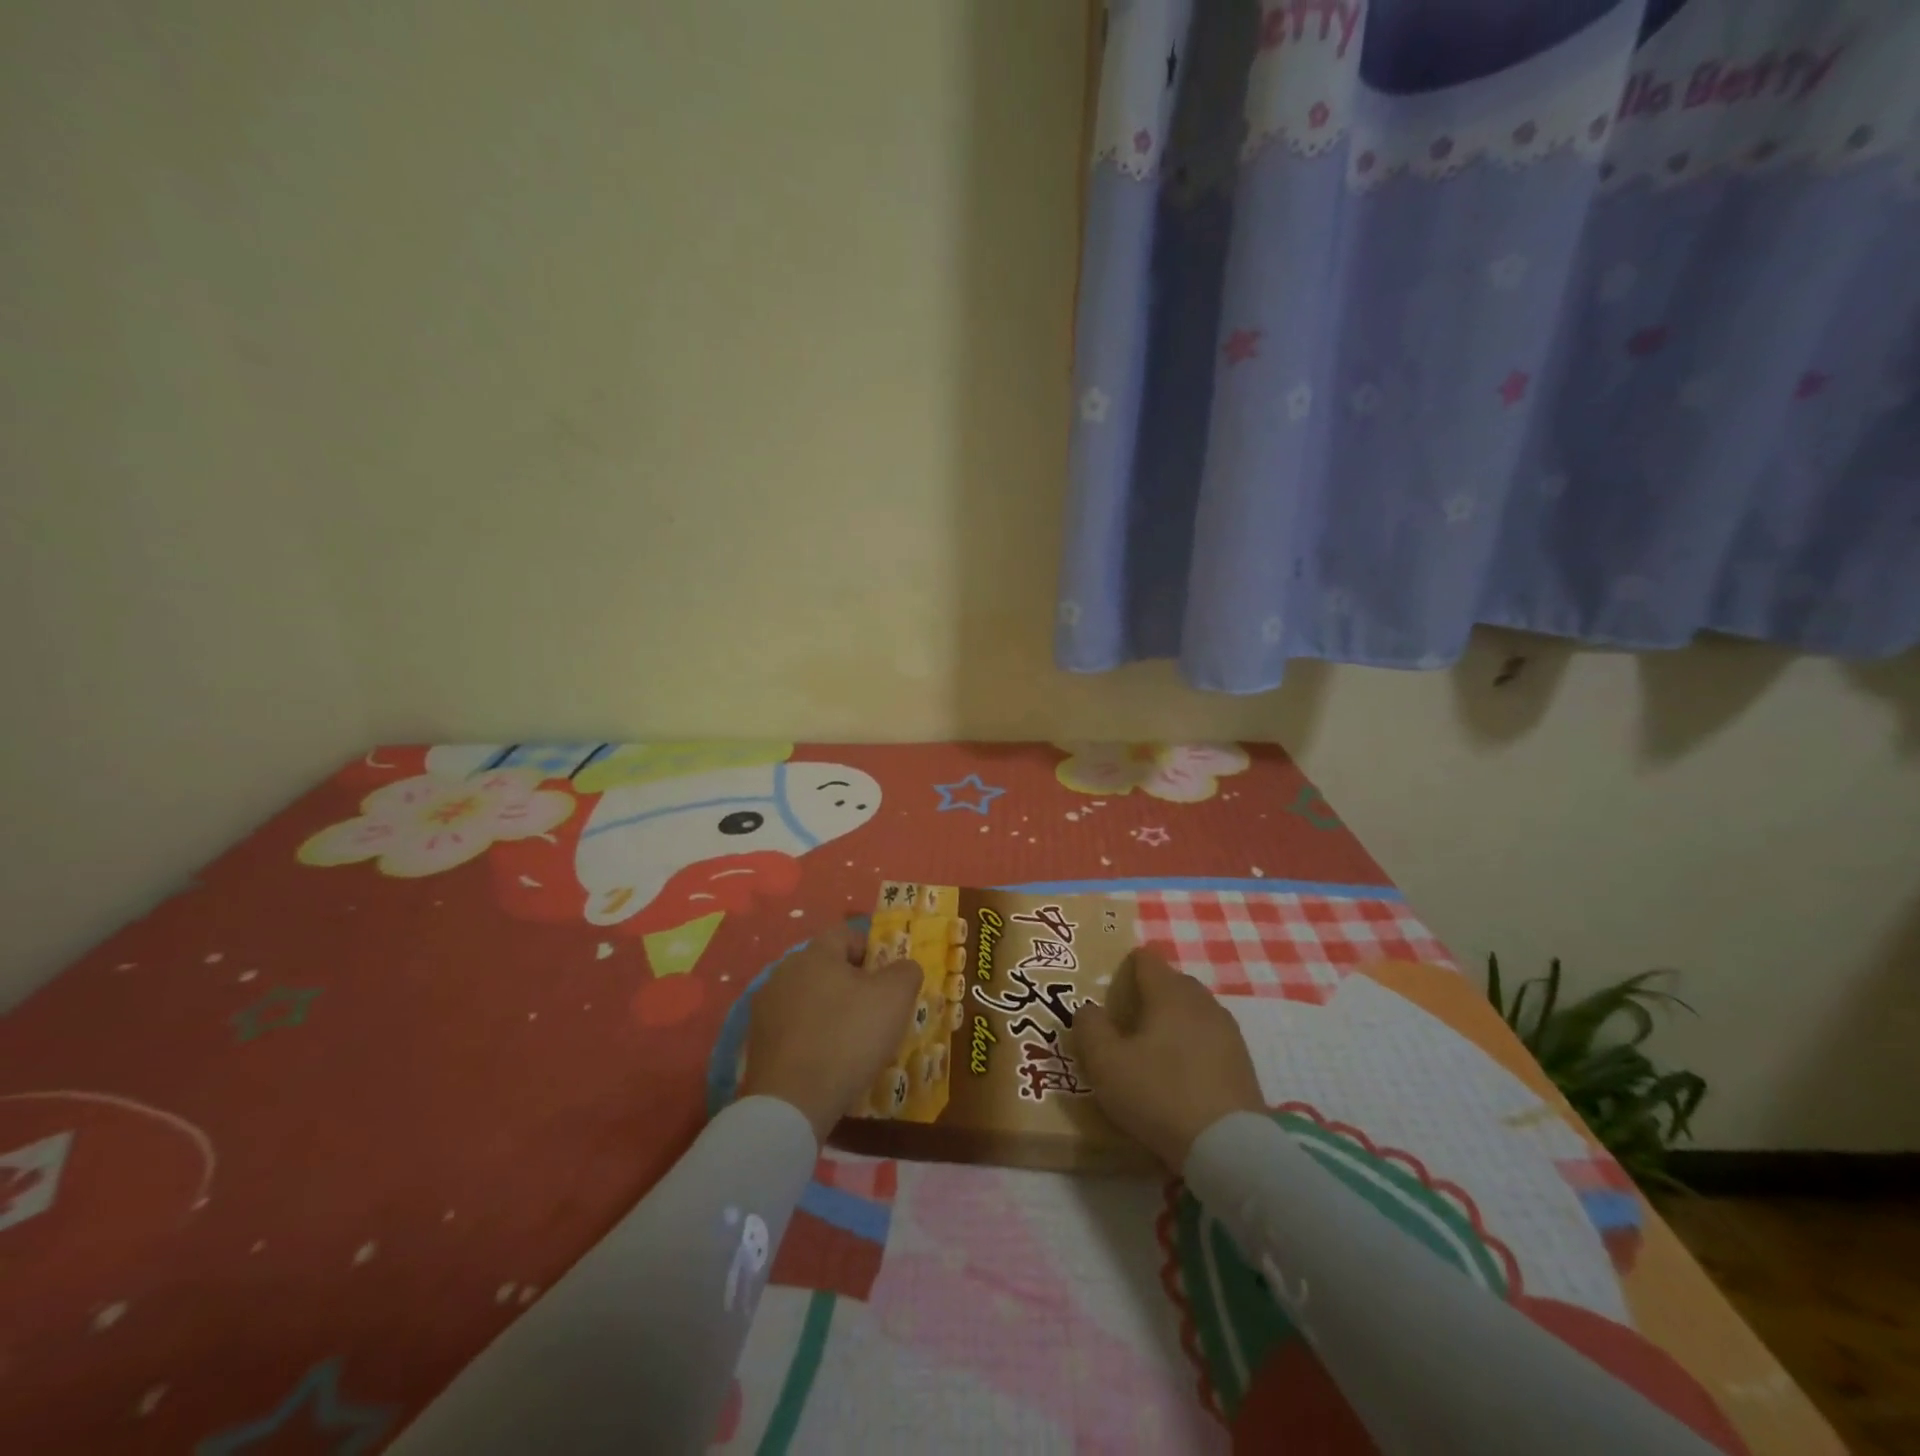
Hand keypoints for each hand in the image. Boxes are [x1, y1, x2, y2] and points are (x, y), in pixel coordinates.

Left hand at [737, 921, 921, 1143]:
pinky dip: (810, 1037)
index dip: (871, 952)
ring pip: (808, 997)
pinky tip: (825, 1061)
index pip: (846, 934)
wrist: (792, 1102)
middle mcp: (784, 971)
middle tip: (874, 1012)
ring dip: (829, 1010)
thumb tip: (903, 968)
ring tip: (850, 1042)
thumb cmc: (848, 1037)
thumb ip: (906, 972)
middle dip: (851, 983)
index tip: (887, 982)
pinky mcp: (756, 1041)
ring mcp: (765, 1007)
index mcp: (815, 953)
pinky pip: (792, 1027)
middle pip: (825, 966)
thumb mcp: (895, 998)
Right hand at [1075, 949, 1266, 1171]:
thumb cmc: (1159, 1094)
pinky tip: (1181, 1072)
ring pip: (1193, 1010)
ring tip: (1152, 1049)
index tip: (1110, 991)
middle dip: (1149, 993)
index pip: (1146, 959)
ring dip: (1172, 1020)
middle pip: (1171, 982)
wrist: (1228, 1147)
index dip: (1125, 967)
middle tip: (1126, 1022)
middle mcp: (1201, 1001)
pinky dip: (1192, 1044)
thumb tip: (1089, 1009)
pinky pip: (1209, 1037)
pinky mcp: (1242, 1061)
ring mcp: (1227, 1030)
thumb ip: (1090, 1027)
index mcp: (1168, 992)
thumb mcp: (1106, 1063)